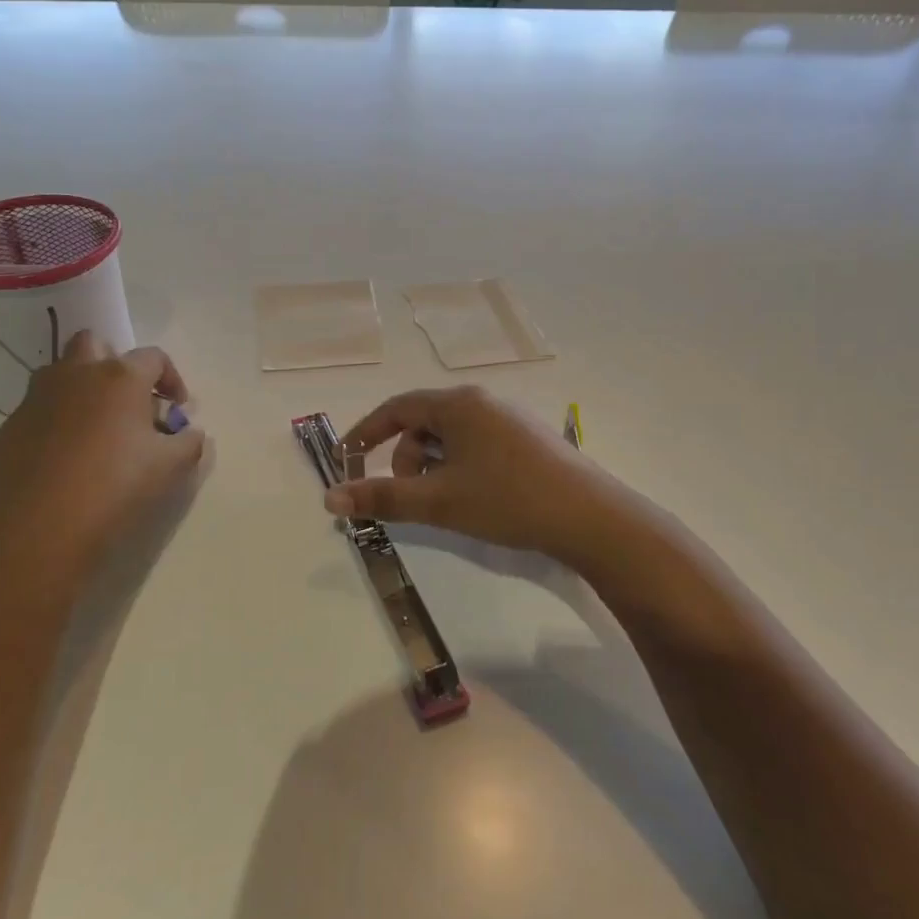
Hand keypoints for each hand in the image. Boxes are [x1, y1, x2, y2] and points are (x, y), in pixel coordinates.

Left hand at [0, 331, 205, 572]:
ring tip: (96, 426)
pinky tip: (66, 456)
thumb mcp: (172, 466)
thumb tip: (192, 433)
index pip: (154, 357)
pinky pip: (38, 410)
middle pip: (95, 344)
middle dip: (114, 362)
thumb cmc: (118, 486)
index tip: (178, 408)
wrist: (43, 526)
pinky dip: (56, 420)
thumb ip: (189, 442)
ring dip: (81, 387)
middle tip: (128, 400)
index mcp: (120, 377)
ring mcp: (37, 398)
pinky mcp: (11, 427)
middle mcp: (76, 375)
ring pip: (60, 373)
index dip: (172, 378)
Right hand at [324, 386, 628, 567]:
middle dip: (406, 459)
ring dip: (434, 466)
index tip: (347, 458)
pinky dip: (460, 467)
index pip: (397, 407)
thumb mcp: (438, 501)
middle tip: (410, 497)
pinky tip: (475, 498)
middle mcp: (482, 402)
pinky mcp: (527, 439)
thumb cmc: (506, 500)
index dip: (366, 432)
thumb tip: (330, 498)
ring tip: (445, 503)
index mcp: (458, 405)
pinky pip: (477, 444)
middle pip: (425, 422)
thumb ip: (382, 497)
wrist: (588, 516)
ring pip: (452, 437)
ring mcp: (509, 418)